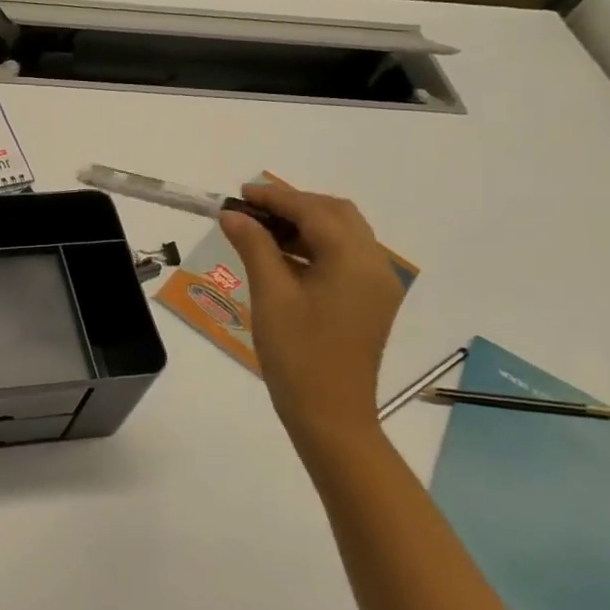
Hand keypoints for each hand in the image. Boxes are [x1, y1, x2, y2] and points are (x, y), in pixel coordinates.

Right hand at [218, 180, 404, 446]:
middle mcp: (375, 264)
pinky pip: (344, 256)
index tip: (239, 194)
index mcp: (353, 260)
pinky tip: (282, 254)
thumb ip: (254, 246)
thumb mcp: (270, 295)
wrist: (331, 415)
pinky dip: (315, 245)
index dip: (275, 197)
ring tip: (260, 229)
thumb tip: (233, 214)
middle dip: (294, 204)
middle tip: (251, 209)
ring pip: (343, 233)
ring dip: (305, 223)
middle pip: (336, 214)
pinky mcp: (370, 300)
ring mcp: (376, 284)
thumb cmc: (297, 354)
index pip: (314, 211)